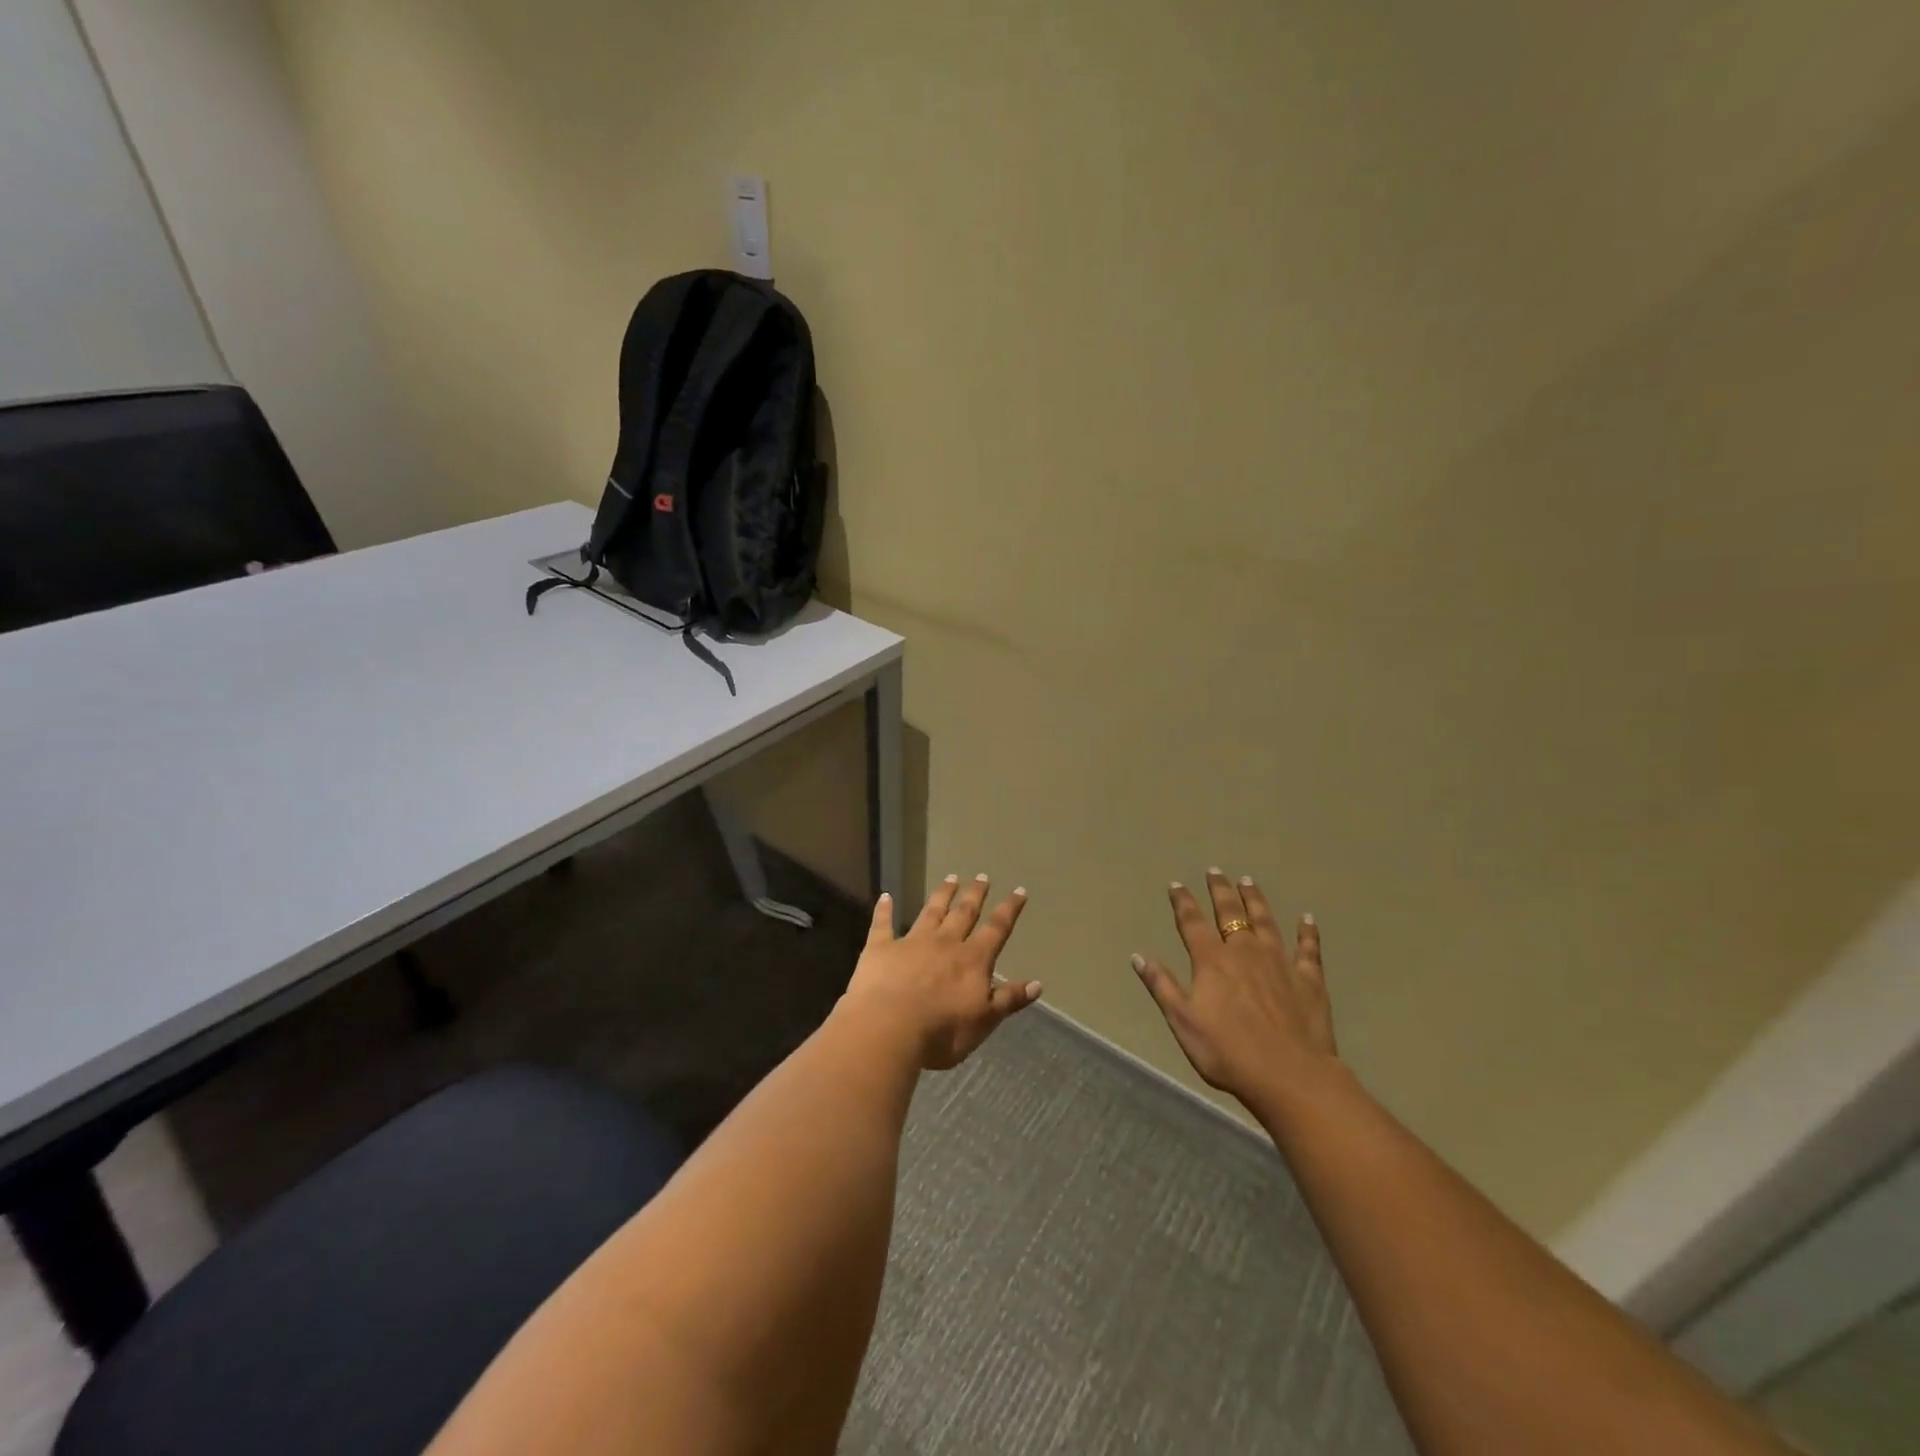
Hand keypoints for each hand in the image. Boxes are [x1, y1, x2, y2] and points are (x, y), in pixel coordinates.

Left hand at [841, 875, 1041, 1070]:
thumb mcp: (984, 1020)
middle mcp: (945, 943)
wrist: (889, 1027)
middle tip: (982, 876)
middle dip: (975, 895)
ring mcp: (912, 942)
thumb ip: (1009, 999)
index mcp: (972, 960)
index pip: (996, 930)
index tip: (1018, 890)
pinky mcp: (881, 948)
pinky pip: (883, 924)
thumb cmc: (942, 1031)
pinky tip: (885, 896)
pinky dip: (884, 910)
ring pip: (930, 912)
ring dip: (942, 895)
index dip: (1009, 910)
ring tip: (951, 878)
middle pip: (963, 914)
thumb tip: (1037, 984)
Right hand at [1132, 870, 1339, 1113]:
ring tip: (1249, 881)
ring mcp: (1280, 963)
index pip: (1192, 923)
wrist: (1289, 1076)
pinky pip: (1308, 949)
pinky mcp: (1309, 980)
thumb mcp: (1183, 1022)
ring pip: (1266, 922)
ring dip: (1256, 900)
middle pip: (1230, 914)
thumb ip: (1162, 986)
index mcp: (1212, 961)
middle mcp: (1245, 952)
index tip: (1177, 884)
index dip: (1183, 902)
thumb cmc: (1228, 1052)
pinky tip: (1308, 918)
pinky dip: (1307, 932)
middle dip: (1221, 891)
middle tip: (1216, 871)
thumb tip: (1138, 956)